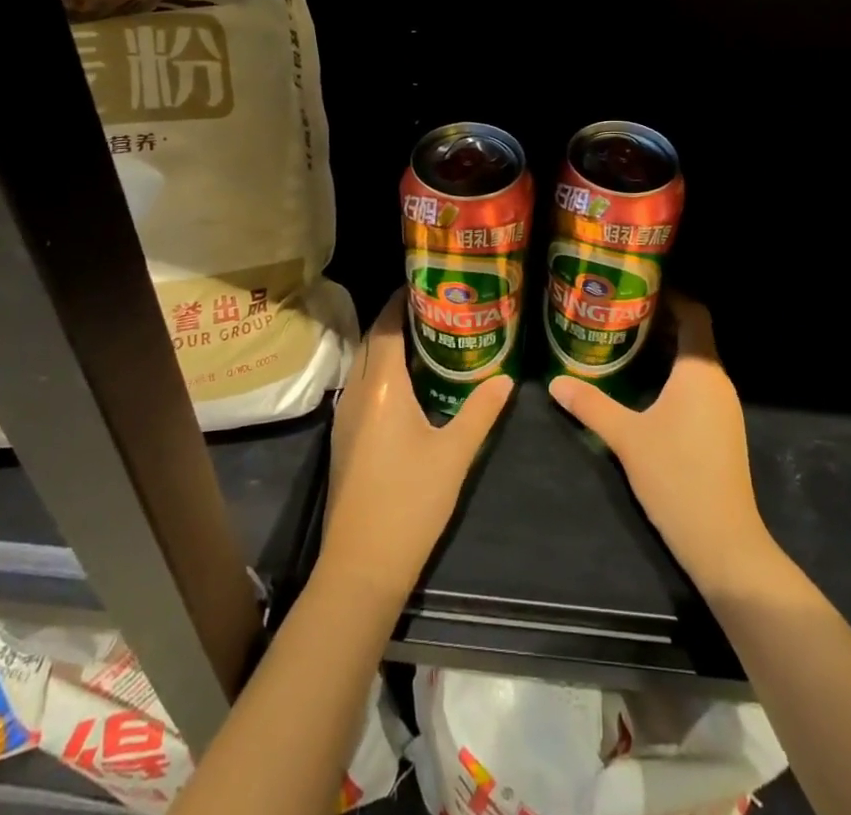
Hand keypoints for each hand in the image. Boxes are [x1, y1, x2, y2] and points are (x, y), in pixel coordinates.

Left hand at [321, 290, 513, 602]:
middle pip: (373, 339)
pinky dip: (382, 369)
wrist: (360, 567)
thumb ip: (480, 411)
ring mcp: (345, 416)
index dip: (404, 300)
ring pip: (364, 362)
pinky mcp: (344, 438)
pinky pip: (362, 384)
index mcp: (381, 385)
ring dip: (388, 343)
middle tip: (437, 306)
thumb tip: (505, 378)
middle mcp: (356, 391)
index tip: (429, 283)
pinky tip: (410, 382)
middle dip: (398, 317)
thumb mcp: (454, 454)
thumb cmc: (410, 503)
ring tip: (428, 336)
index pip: (388, 325)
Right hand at [548, 293, 776, 595]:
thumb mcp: (626, 437)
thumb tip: (554, 382)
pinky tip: (645, 385)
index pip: (695, 313)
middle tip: (619, 311)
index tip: (638, 287)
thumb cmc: (677, 476)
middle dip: (660, 320)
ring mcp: (724, 407)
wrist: (723, 541)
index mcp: (700, 370)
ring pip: (696, 361)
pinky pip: (698, 384)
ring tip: (626, 341)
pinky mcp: (723, 429)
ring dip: (666, 348)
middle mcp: (718, 381)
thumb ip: (590, 404)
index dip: (671, 295)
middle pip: (694, 335)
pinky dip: (674, 374)